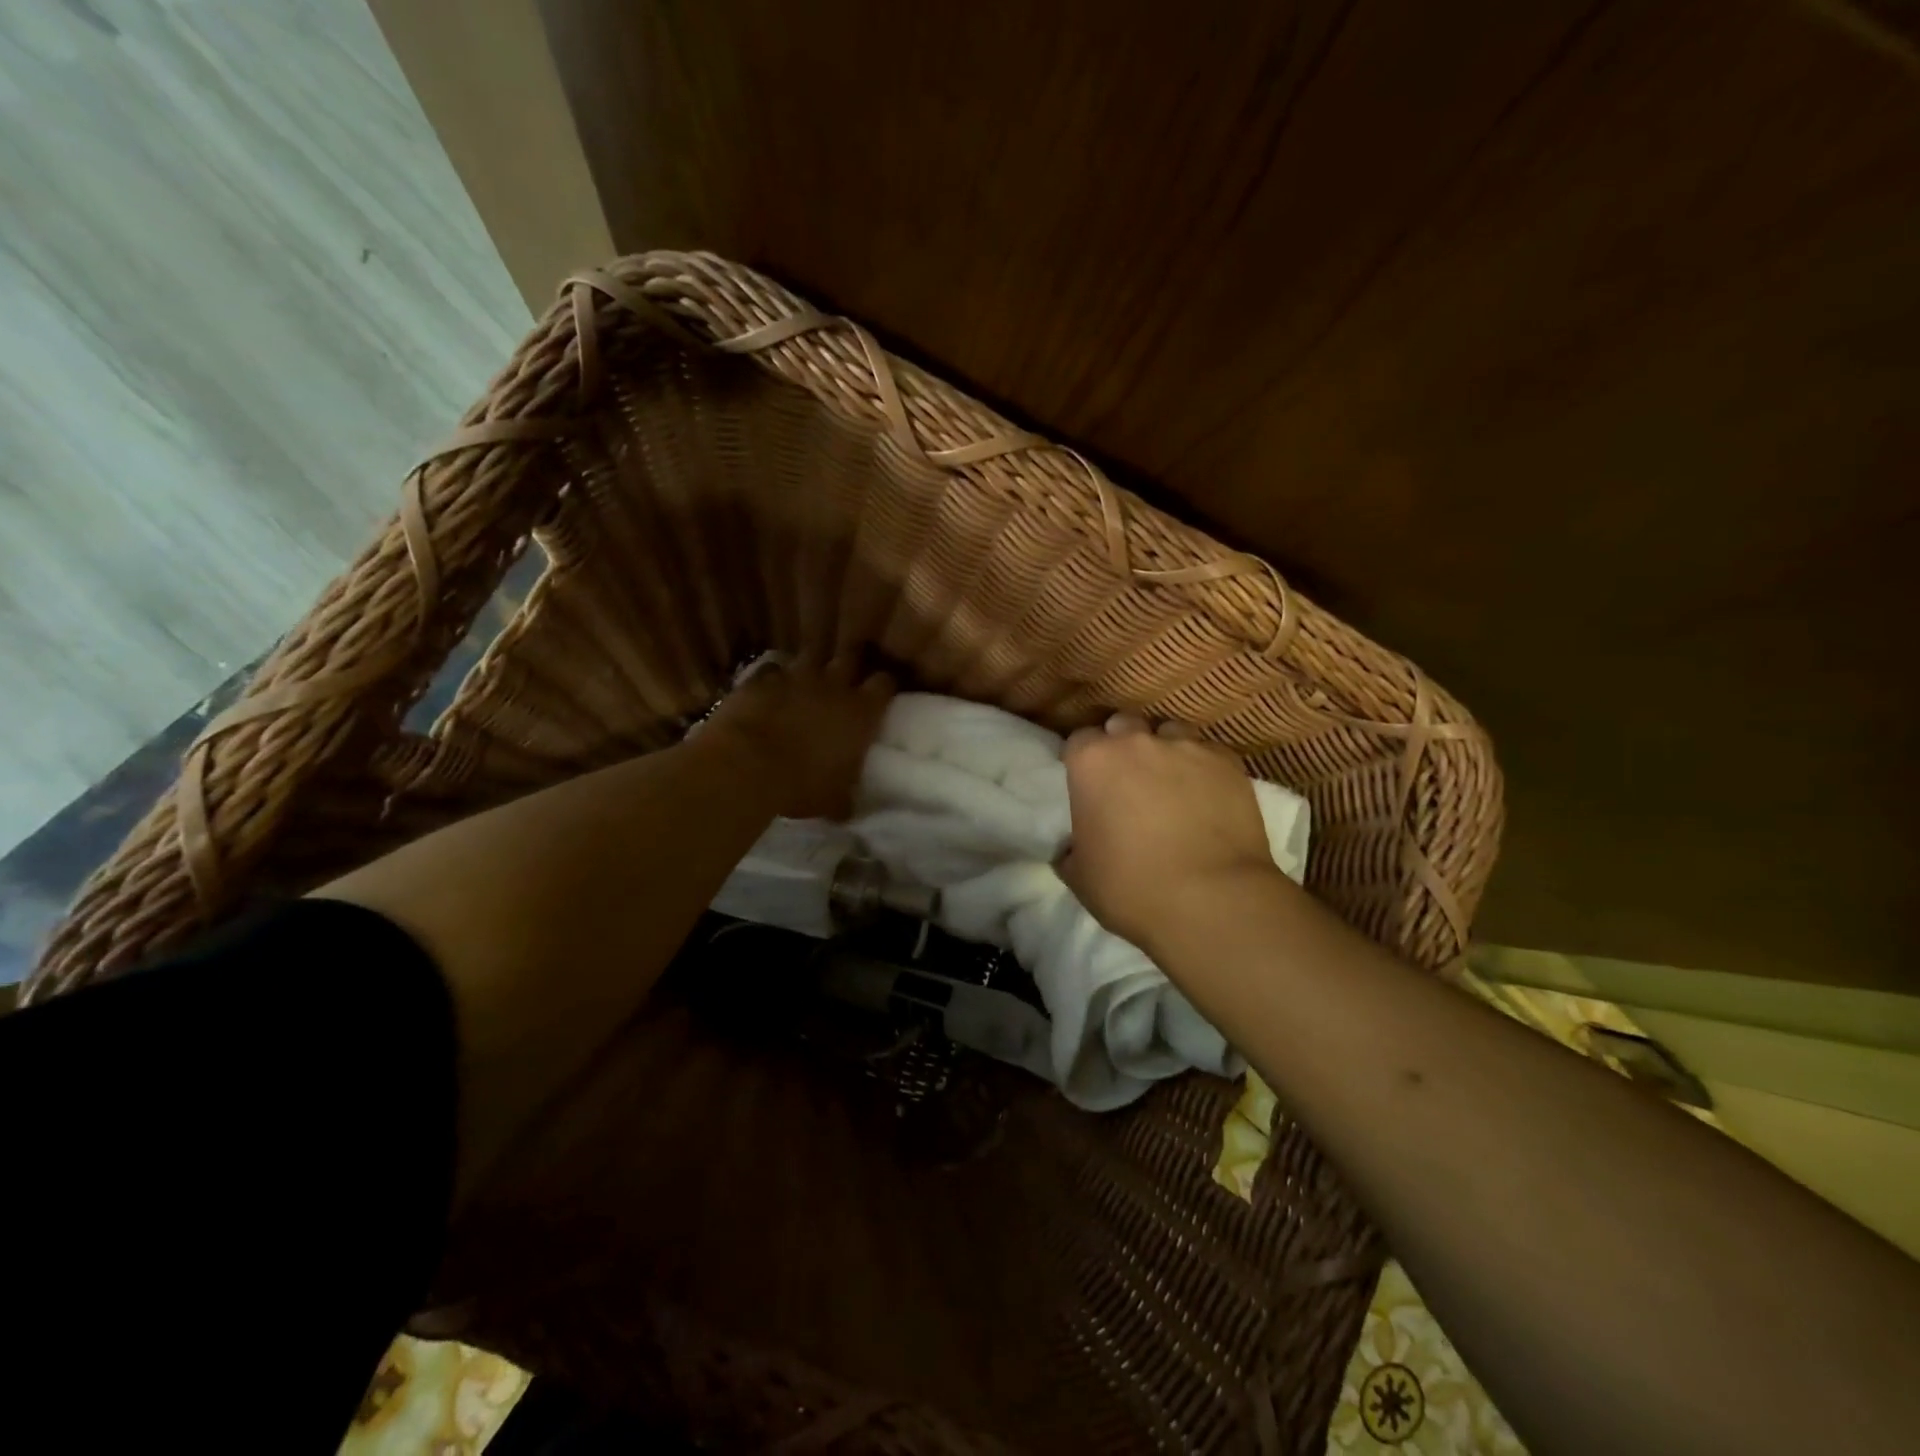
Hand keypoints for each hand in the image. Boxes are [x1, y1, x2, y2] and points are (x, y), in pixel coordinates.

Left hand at [701, 654, 895, 819]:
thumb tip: (848, 807)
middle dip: (851, 663)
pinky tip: (771, 689)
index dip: (884, 686)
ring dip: (813, 665)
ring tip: (810, 678)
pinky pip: (773, 670)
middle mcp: (834, 685)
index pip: (885, 683)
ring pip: (812, 655)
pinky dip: (774, 678)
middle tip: (848, 676)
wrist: (746, 765)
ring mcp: (796, 677)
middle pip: (851, 657)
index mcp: (861, 712)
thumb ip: (845, 798)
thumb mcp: (833, 800)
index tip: (882, 693)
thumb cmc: (800, 785)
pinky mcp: (761, 679)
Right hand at [1057, 713, 1280, 952]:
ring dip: (1165, 751)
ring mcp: (1186, 747)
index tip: (1088, 783)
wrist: (1211, 900)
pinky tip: (1207, 794)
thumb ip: (1071, 849)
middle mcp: (1136, 742)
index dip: (1083, 761)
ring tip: (1171, 782)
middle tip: (1128, 780)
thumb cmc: (1131, 888)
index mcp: (1092, 762)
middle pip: (1123, 725)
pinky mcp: (1227, 762)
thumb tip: (1073, 847)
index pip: (1079, 741)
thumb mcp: (1079, 875)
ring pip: (1169, 732)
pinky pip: (1209, 753)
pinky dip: (1203, 767)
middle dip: (1122, 744)